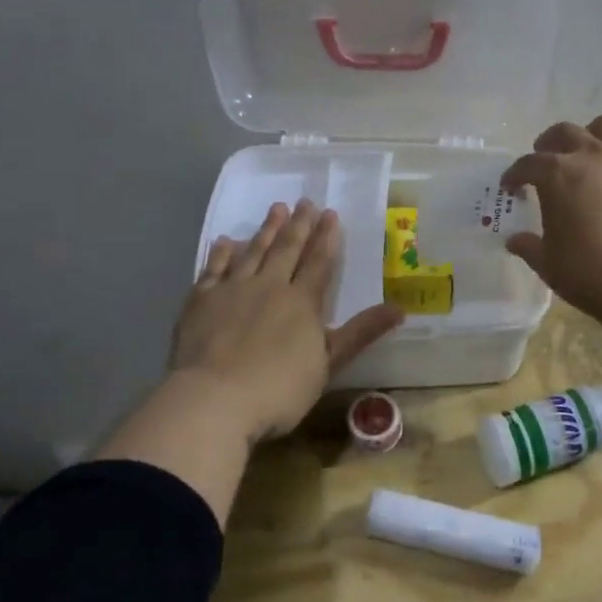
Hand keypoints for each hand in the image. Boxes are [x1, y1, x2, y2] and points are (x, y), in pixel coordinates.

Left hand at [170, 200, 403, 443]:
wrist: (214, 399)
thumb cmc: (278, 388)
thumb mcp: (329, 364)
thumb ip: (361, 333)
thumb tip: (401, 308)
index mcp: (302, 302)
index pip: (319, 262)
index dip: (326, 238)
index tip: (330, 213)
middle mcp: (269, 286)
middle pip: (287, 249)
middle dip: (299, 225)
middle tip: (305, 201)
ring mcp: (233, 290)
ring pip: (253, 251)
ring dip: (266, 229)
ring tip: (276, 208)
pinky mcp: (201, 301)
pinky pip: (214, 268)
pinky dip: (222, 253)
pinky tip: (226, 241)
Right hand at [500, 113, 601, 326]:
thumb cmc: (590, 273)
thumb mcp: (549, 264)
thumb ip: (530, 246)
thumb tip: (515, 240)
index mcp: (558, 174)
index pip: (528, 164)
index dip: (515, 174)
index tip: (511, 186)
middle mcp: (593, 156)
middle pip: (565, 132)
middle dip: (549, 144)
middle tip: (545, 163)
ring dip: (592, 135)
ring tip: (587, 156)